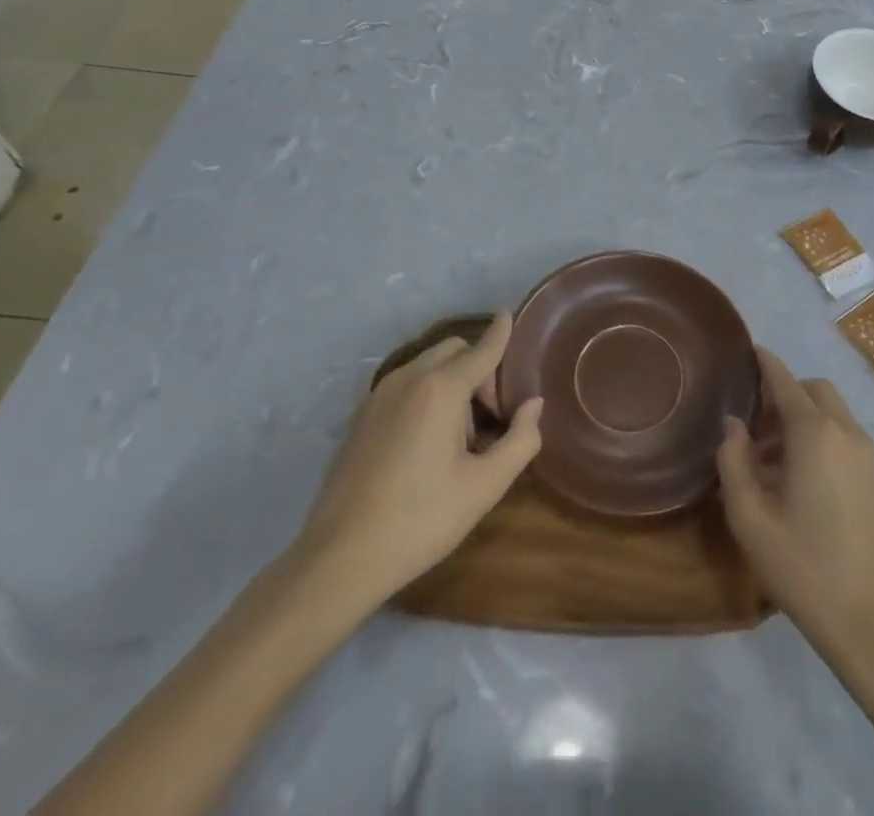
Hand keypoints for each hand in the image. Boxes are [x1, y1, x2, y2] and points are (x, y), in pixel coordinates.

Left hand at [293, 312, 542, 611]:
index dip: (500, 333)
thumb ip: (520, 440)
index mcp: (441, 389)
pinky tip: (425, 444)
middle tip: (490, 416)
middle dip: (478, 370)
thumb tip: (533, 405)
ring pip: (427, 367)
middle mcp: (408, 379)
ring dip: (451, 383)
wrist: (340, 558)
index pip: (481, 349)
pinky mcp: (359, 416)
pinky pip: (404, 386)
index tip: (510, 314)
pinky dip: (425, 394)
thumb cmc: (421, 520)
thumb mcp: (484, 486)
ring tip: (458, 438)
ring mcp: (378, 396)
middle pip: (453, 351)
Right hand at [717, 348, 873, 657]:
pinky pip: (844, 435)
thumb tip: (734, 426)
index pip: (785, 381)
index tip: (748, 350)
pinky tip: (800, 478)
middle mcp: (845, 431)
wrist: (868, 619)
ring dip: (802, 417)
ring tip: (771, 460)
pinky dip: (820, 436)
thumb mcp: (749, 516)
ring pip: (831, 412)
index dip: (765, 363)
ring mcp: (867, 454)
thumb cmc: (801, 565)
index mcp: (814, 433)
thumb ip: (734, 461)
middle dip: (783, 394)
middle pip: (813, 390)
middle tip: (754, 426)